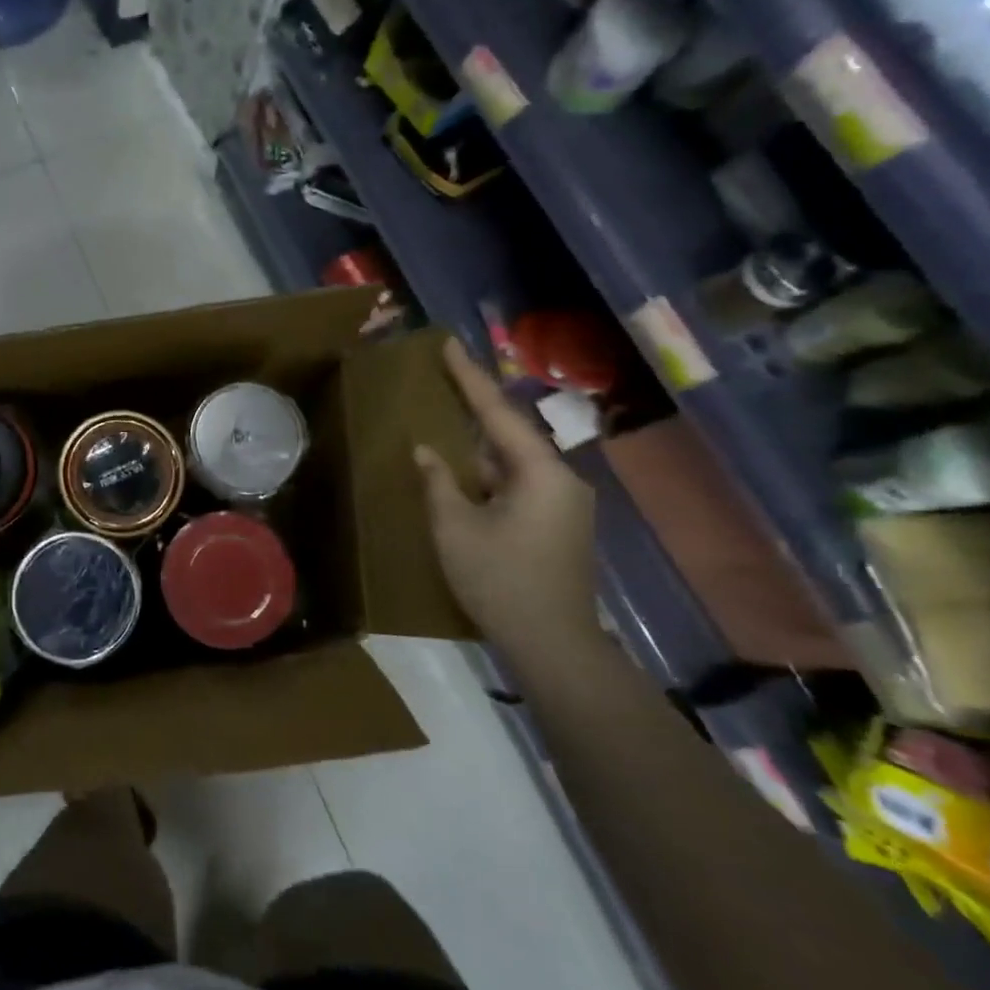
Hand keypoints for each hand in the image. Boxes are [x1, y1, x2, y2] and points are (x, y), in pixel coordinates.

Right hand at [414, 338, 596, 649]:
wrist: (554, 644)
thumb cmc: (500, 580)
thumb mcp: (455, 527)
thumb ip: (439, 482)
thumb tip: (426, 450)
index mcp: (540, 472)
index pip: (499, 413)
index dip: (469, 377)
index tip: (449, 344)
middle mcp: (561, 480)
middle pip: (511, 433)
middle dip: (476, 407)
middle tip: (445, 377)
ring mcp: (563, 504)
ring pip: (514, 461)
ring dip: (481, 445)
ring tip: (447, 422)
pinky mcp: (558, 525)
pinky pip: (519, 483)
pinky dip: (490, 472)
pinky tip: (464, 472)